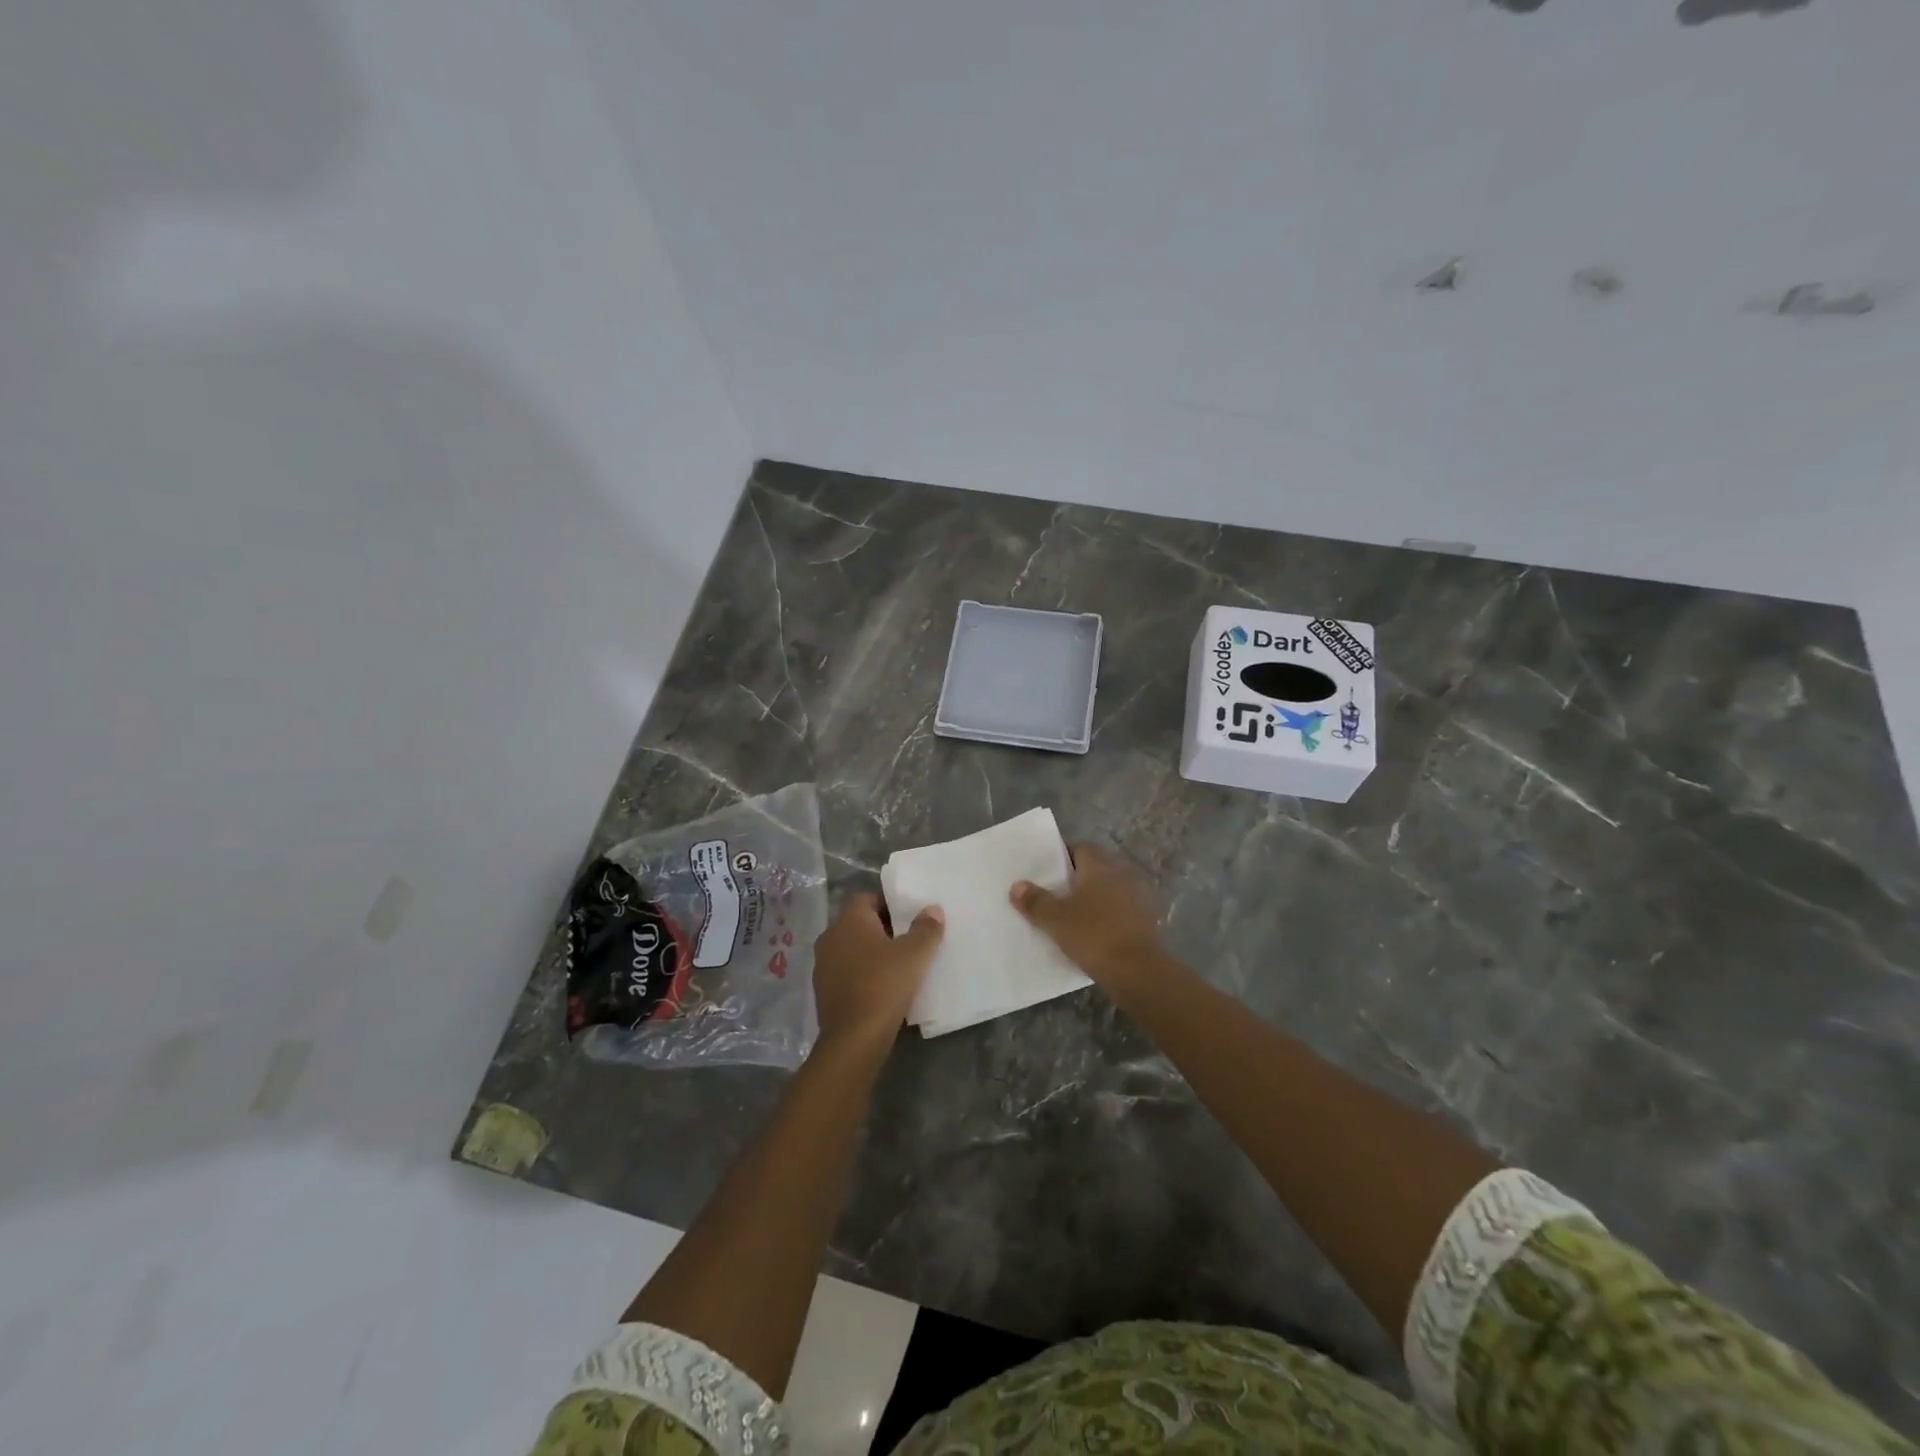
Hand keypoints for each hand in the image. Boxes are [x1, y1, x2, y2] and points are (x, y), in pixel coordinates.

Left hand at [810, 893, 943, 1056]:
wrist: (854, 1040)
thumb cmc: (884, 985)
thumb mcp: (914, 954)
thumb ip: (926, 928)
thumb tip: (933, 909)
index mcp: (848, 920)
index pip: (866, 897)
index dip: (889, 903)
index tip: (910, 917)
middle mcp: (830, 937)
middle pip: (859, 923)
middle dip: (884, 929)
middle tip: (910, 940)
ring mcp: (823, 965)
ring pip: (852, 948)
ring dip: (872, 953)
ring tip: (899, 965)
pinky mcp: (823, 991)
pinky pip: (847, 972)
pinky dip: (863, 974)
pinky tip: (883, 988)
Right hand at [1011, 843, 1166, 992]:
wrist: (1138, 971)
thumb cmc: (1093, 936)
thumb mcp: (1055, 920)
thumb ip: (1035, 901)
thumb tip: (1017, 886)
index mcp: (1099, 865)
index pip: (1079, 848)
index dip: (1061, 858)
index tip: (1045, 874)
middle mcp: (1121, 872)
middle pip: (1095, 868)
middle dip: (1076, 879)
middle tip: (1055, 895)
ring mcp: (1138, 895)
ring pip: (1109, 889)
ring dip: (1094, 897)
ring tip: (1072, 915)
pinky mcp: (1147, 918)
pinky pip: (1120, 908)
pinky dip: (1108, 915)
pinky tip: (1094, 932)